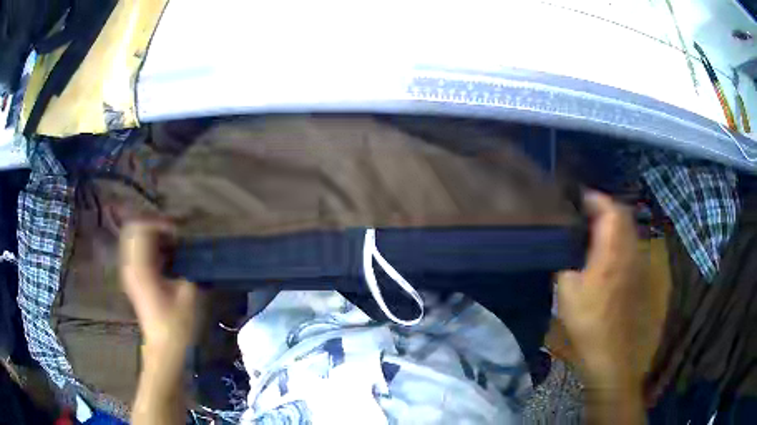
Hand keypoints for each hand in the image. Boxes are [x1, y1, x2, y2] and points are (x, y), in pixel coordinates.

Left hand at [119, 221, 198, 356]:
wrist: (164, 349)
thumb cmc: (177, 324)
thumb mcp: (188, 293)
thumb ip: (187, 265)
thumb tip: (190, 249)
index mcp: (141, 268)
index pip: (143, 229)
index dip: (161, 225)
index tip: (179, 235)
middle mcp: (130, 266)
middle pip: (134, 230)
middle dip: (153, 227)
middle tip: (173, 236)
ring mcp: (128, 273)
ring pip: (133, 240)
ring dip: (151, 237)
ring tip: (170, 246)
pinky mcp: (132, 280)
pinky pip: (135, 252)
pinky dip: (148, 248)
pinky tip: (164, 258)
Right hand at [557, 191, 649, 390]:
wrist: (612, 352)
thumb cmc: (589, 322)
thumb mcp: (567, 291)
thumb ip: (564, 261)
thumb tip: (561, 246)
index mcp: (613, 250)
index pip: (610, 209)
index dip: (594, 198)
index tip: (576, 198)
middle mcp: (630, 250)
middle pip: (622, 214)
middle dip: (603, 207)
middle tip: (582, 212)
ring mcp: (637, 262)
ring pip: (627, 228)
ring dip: (611, 222)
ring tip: (590, 229)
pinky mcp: (638, 274)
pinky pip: (629, 244)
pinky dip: (617, 237)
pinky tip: (603, 251)